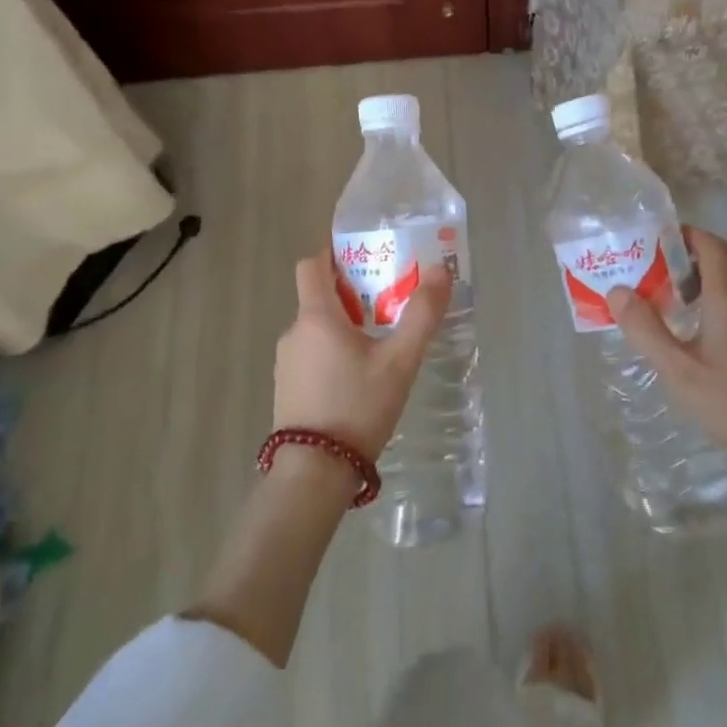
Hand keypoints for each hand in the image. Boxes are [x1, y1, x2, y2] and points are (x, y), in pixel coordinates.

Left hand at [275, 253, 450, 460]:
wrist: (314, 473)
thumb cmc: (358, 407)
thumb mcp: (400, 361)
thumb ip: (422, 314)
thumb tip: (440, 270)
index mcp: (316, 317)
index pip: (312, 264)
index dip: (334, 254)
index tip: (365, 258)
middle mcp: (294, 332)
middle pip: (319, 296)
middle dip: (352, 293)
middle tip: (388, 304)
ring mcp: (286, 362)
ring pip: (316, 329)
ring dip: (344, 326)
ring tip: (379, 345)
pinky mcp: (287, 388)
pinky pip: (311, 354)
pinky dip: (332, 352)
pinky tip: (358, 379)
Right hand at [608, 227, 726, 498]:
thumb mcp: (680, 373)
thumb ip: (646, 330)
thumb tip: (618, 291)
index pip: (711, 245)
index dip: (685, 235)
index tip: (655, 244)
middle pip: (717, 270)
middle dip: (681, 272)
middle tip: (648, 291)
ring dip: (700, 299)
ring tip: (669, 324)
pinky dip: (720, 319)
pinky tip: (705, 353)